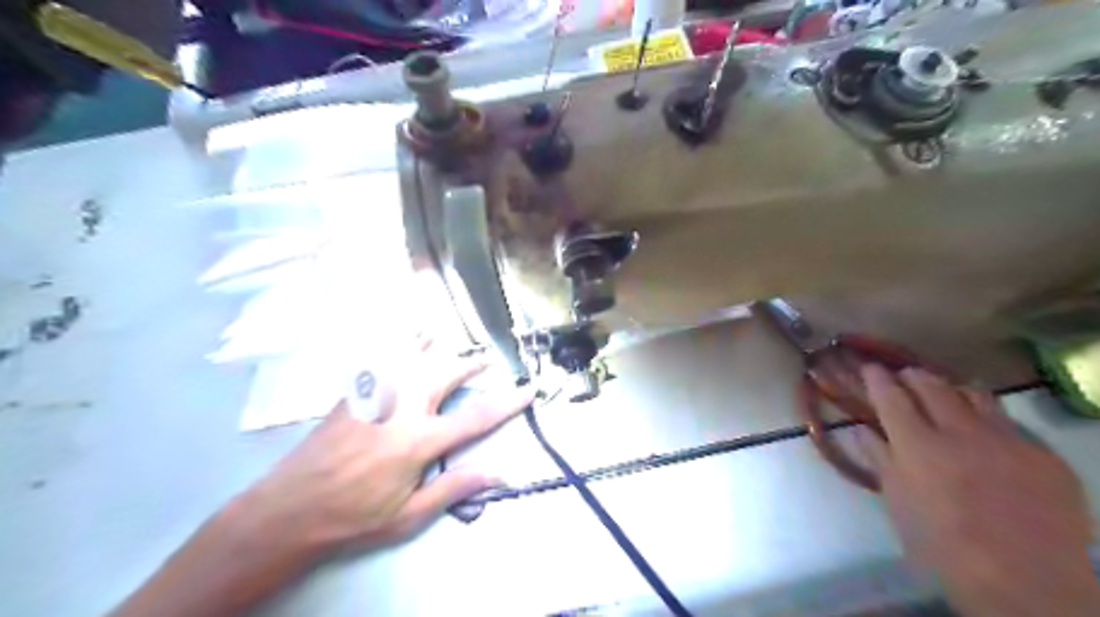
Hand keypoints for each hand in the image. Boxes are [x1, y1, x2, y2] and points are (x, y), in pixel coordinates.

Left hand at [242, 342, 531, 554]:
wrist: (289, 509)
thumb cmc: (354, 516)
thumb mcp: (408, 515)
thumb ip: (455, 488)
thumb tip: (500, 474)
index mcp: (419, 440)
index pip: (476, 417)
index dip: (507, 403)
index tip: (528, 390)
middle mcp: (402, 408)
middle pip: (446, 374)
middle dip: (470, 363)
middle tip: (486, 357)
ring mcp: (376, 396)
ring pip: (413, 357)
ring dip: (435, 345)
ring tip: (449, 336)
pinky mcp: (355, 393)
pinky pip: (381, 358)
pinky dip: (397, 343)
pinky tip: (402, 335)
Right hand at [859, 366, 1098, 616]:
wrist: (1027, 583)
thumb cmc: (943, 546)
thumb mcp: (898, 504)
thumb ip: (880, 460)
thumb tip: (862, 430)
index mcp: (917, 446)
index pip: (891, 396)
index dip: (877, 378)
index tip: (870, 368)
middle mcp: (960, 432)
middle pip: (932, 386)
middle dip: (914, 376)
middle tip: (905, 376)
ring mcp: (1007, 441)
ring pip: (975, 394)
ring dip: (953, 389)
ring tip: (945, 393)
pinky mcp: (1043, 456)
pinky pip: (1010, 422)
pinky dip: (989, 418)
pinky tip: (986, 433)